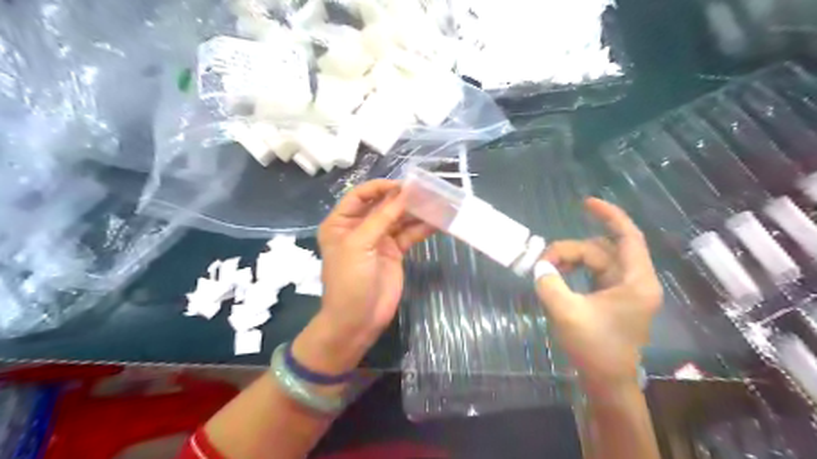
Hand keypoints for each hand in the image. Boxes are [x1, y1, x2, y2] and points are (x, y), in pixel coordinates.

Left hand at [308, 180, 433, 353]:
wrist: (357, 321)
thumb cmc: (349, 280)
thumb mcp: (359, 245)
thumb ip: (381, 218)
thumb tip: (404, 193)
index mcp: (341, 222)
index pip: (360, 195)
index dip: (380, 187)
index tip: (403, 185)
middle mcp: (360, 227)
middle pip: (383, 205)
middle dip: (403, 198)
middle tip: (427, 190)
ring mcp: (379, 240)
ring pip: (399, 219)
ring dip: (416, 211)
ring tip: (437, 202)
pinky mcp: (395, 252)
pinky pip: (409, 235)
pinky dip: (422, 228)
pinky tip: (438, 221)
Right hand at [537, 198, 662, 393]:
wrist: (607, 382)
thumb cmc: (594, 349)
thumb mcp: (566, 313)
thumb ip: (549, 284)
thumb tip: (539, 266)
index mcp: (636, 282)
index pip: (628, 237)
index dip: (609, 215)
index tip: (585, 203)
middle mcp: (634, 281)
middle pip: (602, 249)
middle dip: (571, 249)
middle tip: (542, 261)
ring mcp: (624, 289)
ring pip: (596, 260)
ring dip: (570, 259)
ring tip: (546, 269)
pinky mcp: (613, 297)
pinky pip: (593, 272)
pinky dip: (575, 269)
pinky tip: (558, 275)